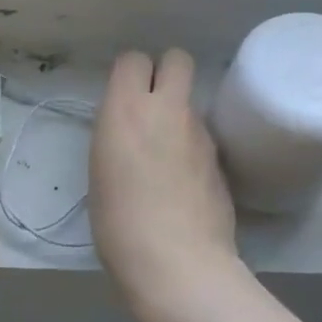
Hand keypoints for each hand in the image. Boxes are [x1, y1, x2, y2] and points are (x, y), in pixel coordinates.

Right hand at [90, 50, 237, 300]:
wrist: (177, 263)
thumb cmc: (119, 223)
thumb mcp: (100, 171)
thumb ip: (118, 136)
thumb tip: (132, 132)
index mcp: (127, 110)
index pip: (133, 59)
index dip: (129, 75)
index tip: (122, 98)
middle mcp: (168, 110)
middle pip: (177, 58)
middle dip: (166, 72)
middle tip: (152, 106)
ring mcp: (201, 133)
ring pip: (192, 101)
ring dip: (180, 114)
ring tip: (166, 154)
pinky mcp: (222, 159)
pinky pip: (204, 136)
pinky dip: (194, 147)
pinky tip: (184, 181)